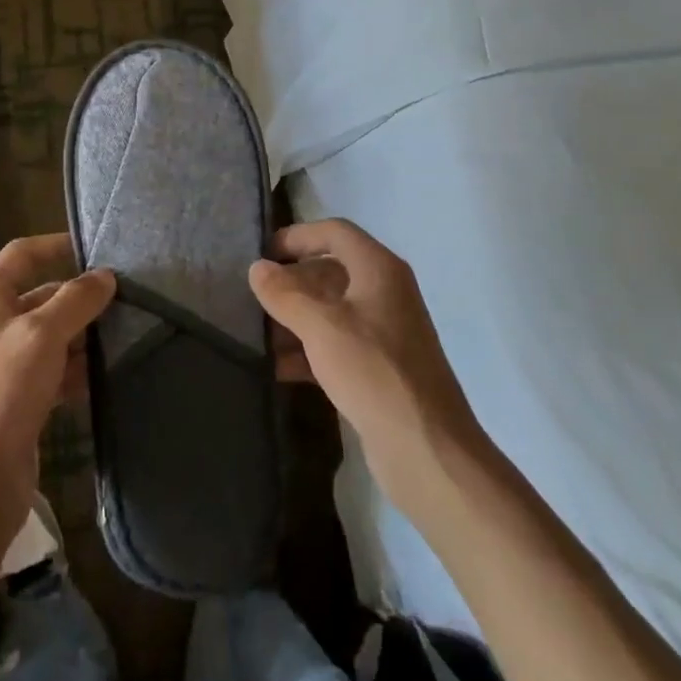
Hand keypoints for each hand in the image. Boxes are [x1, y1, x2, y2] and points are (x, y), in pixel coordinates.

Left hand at [0, 235, 114, 550]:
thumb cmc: (2, 392)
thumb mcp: (41, 335)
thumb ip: (75, 300)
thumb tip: (105, 276)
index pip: (22, 254)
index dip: (57, 245)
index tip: (98, 249)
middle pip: (42, 296)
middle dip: (80, 298)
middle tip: (128, 300)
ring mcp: (5, 365)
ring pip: (52, 336)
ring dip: (84, 336)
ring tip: (127, 335)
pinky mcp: (20, 399)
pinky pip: (55, 371)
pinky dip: (78, 370)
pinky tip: (107, 376)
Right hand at [250, 220, 484, 512]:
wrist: (426, 449)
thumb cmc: (373, 372)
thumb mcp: (321, 327)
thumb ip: (285, 294)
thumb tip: (257, 268)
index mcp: (379, 270)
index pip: (335, 232)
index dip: (297, 236)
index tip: (262, 255)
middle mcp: (385, 293)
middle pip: (331, 270)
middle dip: (292, 282)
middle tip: (254, 297)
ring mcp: (385, 332)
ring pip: (332, 310)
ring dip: (296, 318)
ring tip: (259, 335)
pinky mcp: (380, 368)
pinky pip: (338, 344)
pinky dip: (309, 350)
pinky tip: (279, 368)